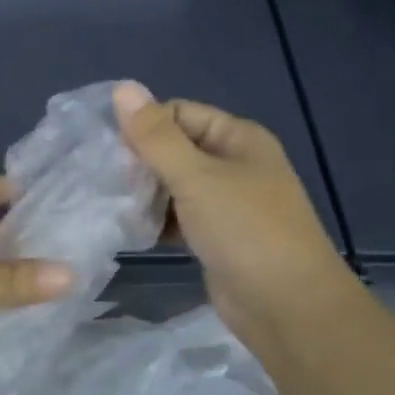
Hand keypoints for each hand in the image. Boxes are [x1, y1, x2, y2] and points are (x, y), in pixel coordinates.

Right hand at [112, 82, 352, 344]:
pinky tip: (131, 230)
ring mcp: (227, 203)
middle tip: (106, 182)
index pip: (178, 113)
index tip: (111, 153)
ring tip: (112, 206)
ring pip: (173, 185)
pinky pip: (178, 217)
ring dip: (145, 194)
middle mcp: (234, 164)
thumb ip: (155, 136)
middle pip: (174, 149)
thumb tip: (122, 87)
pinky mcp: (217, 236)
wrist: (288, 307)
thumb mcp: (196, 177)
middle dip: (140, 163)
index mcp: (238, 138)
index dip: (144, 127)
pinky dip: (157, 221)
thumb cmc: (245, 231)